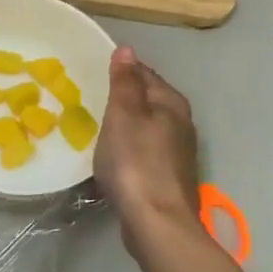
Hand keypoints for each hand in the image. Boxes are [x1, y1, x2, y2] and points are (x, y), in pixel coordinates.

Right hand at [95, 46, 200, 245]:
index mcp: (171, 103)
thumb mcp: (124, 115)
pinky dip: (128, 147)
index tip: (94, 71)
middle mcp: (180, 124)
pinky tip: (112, 155)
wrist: (156, 221)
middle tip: (91, 96)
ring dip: (125, 123)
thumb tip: (127, 50)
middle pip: (148, 100)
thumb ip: (125, 82)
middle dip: (123, 97)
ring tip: (97, 124)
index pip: (145, 74)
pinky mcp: (167, 176)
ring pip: (146, 126)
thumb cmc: (135, 162)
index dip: (121, 70)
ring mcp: (176, 152)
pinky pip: (143, 150)